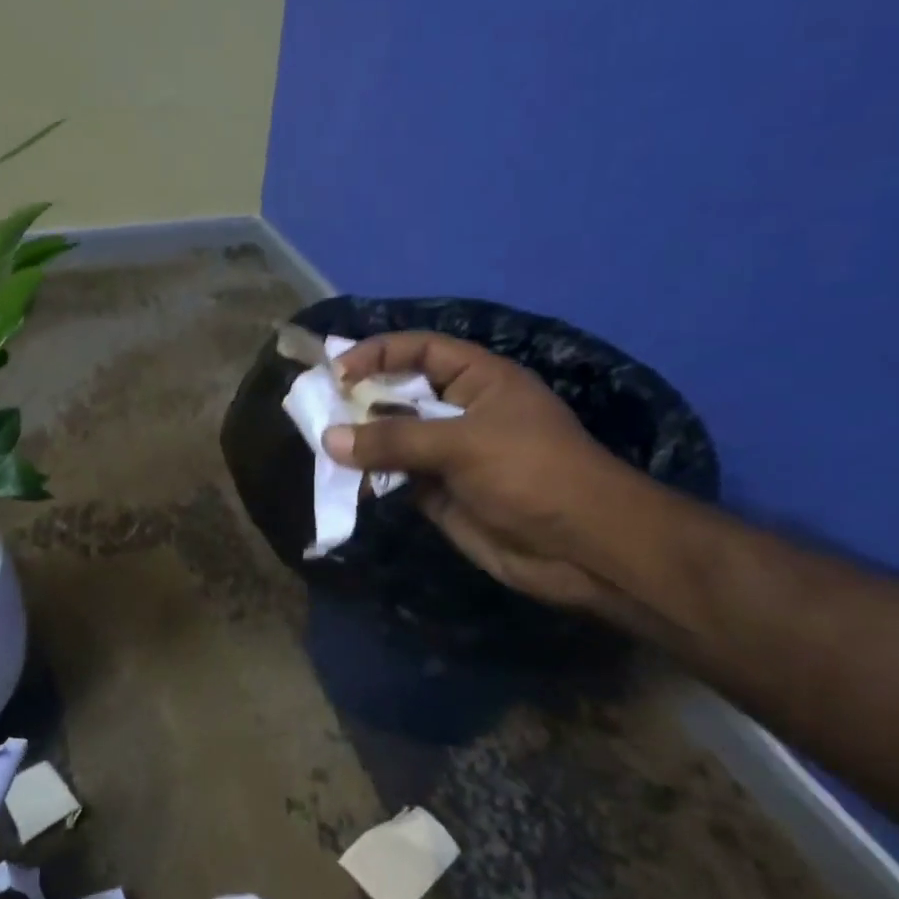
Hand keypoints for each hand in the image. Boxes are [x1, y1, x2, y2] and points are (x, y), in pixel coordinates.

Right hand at [323, 332, 632, 608]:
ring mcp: (449, 454)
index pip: (420, 350)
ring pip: (393, 438)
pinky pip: (396, 477)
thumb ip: (394, 439)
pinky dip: (371, 478)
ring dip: (361, 442)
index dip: (379, 354)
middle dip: (360, 399)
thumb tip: (330, 438)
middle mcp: (460, 411)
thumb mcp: (463, 444)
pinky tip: (346, 481)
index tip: (338, 373)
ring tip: (323, 446)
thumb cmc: (531, 473)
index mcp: (479, 380)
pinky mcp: (439, 493)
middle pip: (400, 394)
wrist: (582, 547)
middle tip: (316, 410)